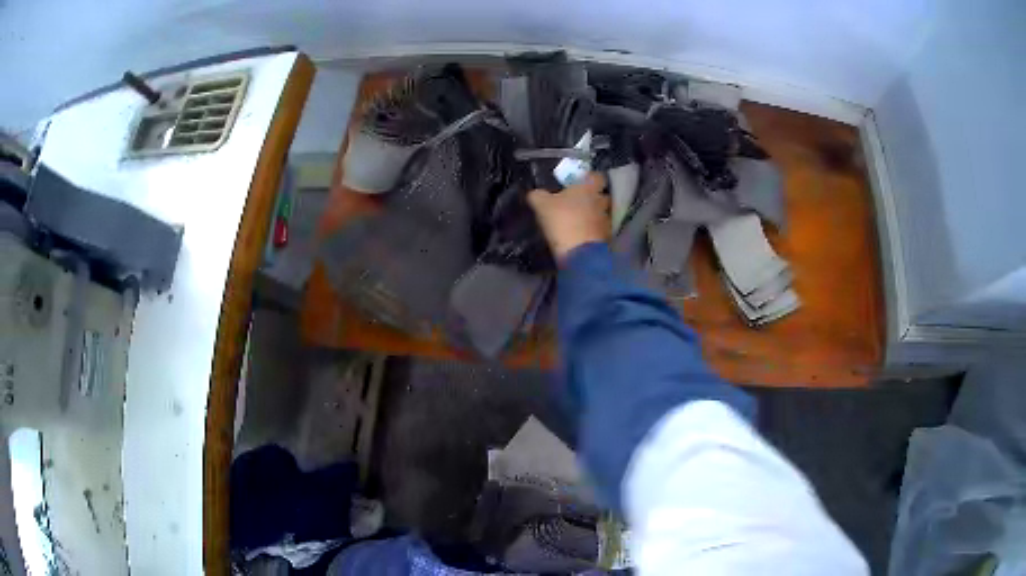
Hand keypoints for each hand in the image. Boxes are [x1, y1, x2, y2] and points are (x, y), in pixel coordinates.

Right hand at [527, 173, 609, 263]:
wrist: (579, 253)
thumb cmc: (562, 220)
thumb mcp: (541, 205)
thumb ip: (538, 195)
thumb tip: (534, 193)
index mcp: (589, 188)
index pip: (597, 176)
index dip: (590, 178)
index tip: (580, 182)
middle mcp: (601, 201)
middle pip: (601, 195)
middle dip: (593, 198)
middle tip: (579, 201)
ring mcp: (606, 220)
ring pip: (601, 213)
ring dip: (593, 215)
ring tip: (579, 221)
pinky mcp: (606, 238)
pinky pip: (600, 230)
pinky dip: (593, 231)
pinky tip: (581, 235)